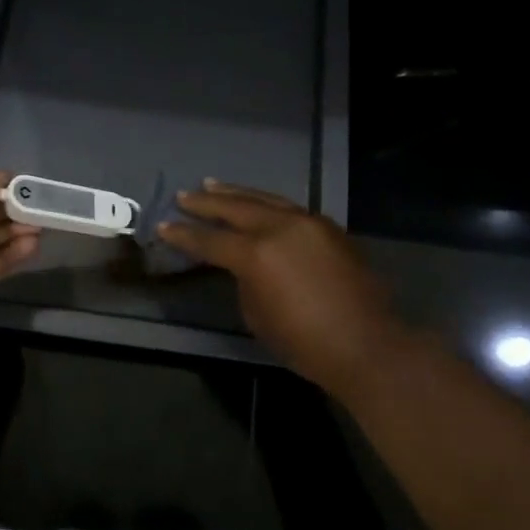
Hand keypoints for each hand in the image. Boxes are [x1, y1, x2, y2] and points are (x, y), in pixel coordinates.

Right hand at [156, 181, 406, 392]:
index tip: (163, 226)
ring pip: (266, 199)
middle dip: (206, 203)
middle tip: (184, 196)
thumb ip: (245, 280)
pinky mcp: (329, 228)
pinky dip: (268, 204)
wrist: (366, 344)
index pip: (209, 240)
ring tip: (213, 185)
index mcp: (256, 254)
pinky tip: (258, 204)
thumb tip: (244, 265)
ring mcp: (309, 223)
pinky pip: (290, 208)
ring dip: (237, 194)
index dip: (183, 235)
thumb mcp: (257, 314)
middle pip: (235, 208)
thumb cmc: (304, 341)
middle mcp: (280, 227)